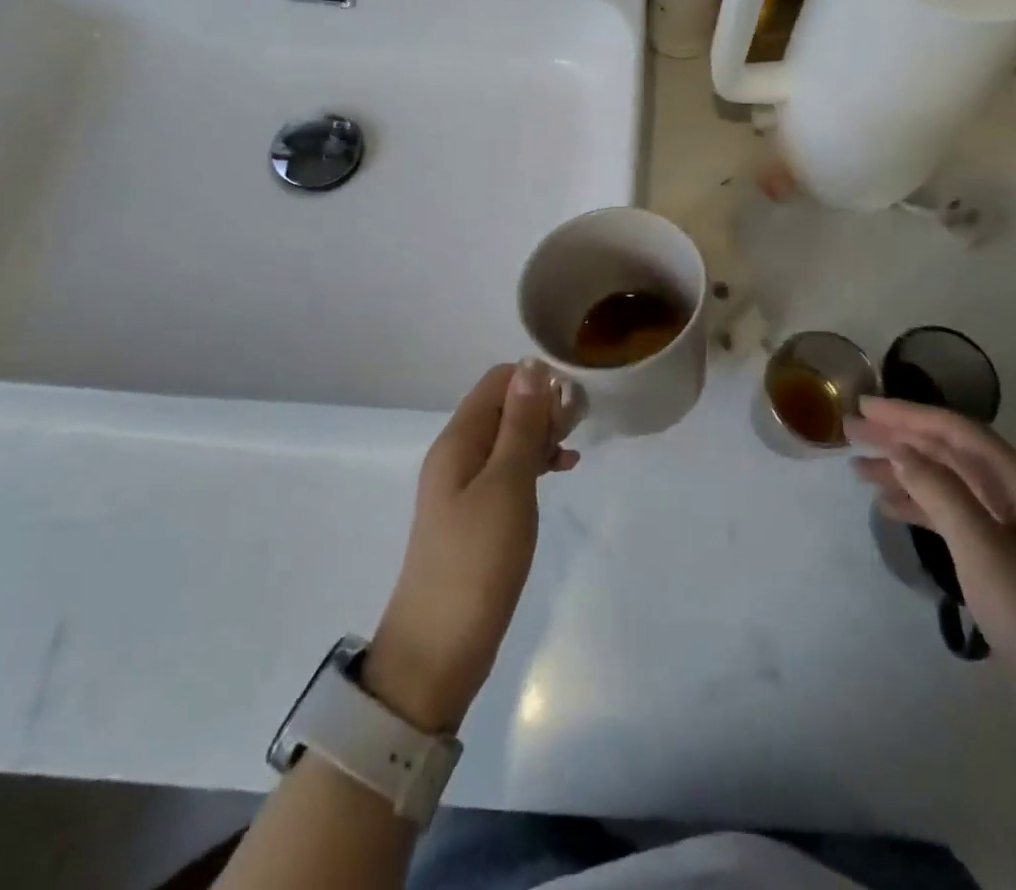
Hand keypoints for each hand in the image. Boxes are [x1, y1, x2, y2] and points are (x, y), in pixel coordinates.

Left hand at [364, 360, 577, 734]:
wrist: (438, 651)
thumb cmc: (477, 560)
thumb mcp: (507, 485)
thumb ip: (520, 424)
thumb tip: (531, 365)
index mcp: (459, 439)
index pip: (499, 381)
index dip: (537, 382)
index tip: (573, 405)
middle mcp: (457, 453)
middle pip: (503, 407)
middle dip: (542, 408)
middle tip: (577, 432)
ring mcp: (464, 485)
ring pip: (508, 438)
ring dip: (541, 435)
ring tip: (573, 452)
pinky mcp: (475, 514)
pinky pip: (507, 469)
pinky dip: (534, 464)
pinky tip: (561, 473)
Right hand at [849, 398, 1015, 751]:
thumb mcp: (984, 549)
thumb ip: (941, 492)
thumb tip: (900, 448)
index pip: (958, 432)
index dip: (909, 415)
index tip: (864, 405)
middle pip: (952, 452)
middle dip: (902, 438)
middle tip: (852, 430)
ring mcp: (1012, 530)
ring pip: (949, 483)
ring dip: (905, 472)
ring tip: (859, 469)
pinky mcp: (1003, 560)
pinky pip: (952, 515)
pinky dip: (920, 506)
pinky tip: (889, 508)